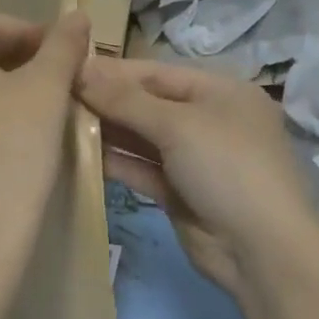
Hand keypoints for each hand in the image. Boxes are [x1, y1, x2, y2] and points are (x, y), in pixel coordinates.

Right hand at [75, 57, 318, 296]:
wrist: (263, 251)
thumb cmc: (227, 167)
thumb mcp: (177, 124)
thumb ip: (125, 100)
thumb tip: (80, 71)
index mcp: (219, 91)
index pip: (156, 72)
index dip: (113, 70)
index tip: (68, 68)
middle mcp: (208, 119)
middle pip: (148, 103)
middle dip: (106, 100)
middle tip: (55, 96)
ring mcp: (195, 158)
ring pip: (142, 137)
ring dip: (107, 131)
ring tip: (59, 122)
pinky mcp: (180, 192)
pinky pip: (143, 168)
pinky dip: (116, 162)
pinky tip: (79, 154)